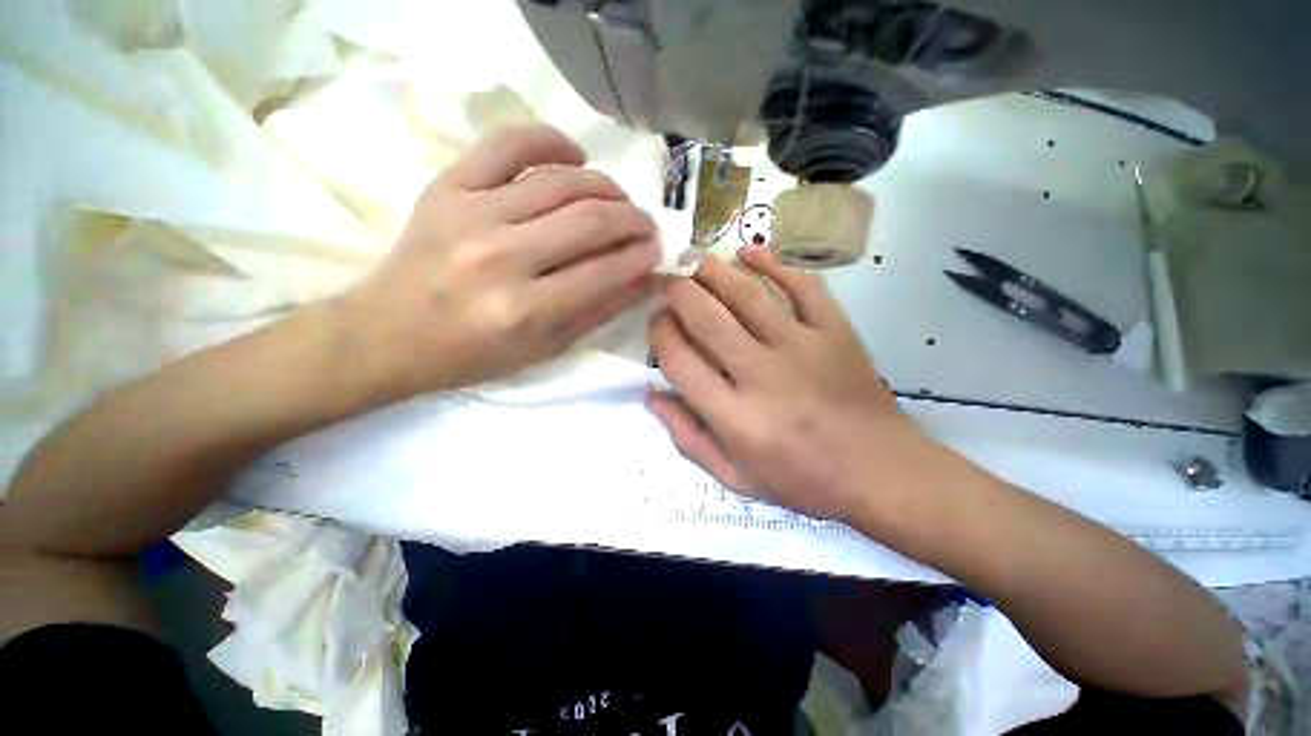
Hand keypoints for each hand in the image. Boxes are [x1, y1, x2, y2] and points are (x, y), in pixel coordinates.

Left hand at [340, 124, 660, 398]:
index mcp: (526, 310)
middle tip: (646, 226)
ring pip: (561, 181)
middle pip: (590, 220)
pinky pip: (508, 144)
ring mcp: (472, 214)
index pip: (606, 271)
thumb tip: (645, 278)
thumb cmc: (474, 354)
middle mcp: (503, 258)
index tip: (657, 251)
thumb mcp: (546, 349)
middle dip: (633, 220)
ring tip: (619, 200)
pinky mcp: (448, 187)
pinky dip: (550, 140)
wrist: (389, 334)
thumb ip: (599, 311)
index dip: (641, 258)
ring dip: (606, 187)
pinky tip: (574, 155)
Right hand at [647, 247, 946, 521]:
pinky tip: (750, 253)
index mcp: (735, 417)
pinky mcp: (836, 331)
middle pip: (707, 318)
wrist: (881, 471)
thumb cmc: (802, 480)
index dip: (660, 333)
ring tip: (693, 260)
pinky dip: (774, 263)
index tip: (656, 323)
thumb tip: (652, 395)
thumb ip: (688, 438)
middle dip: (678, 293)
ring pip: (747, 294)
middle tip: (667, 282)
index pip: (679, 360)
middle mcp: (763, 375)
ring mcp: (803, 347)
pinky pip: (802, 285)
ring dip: (713, 271)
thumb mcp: (734, 478)